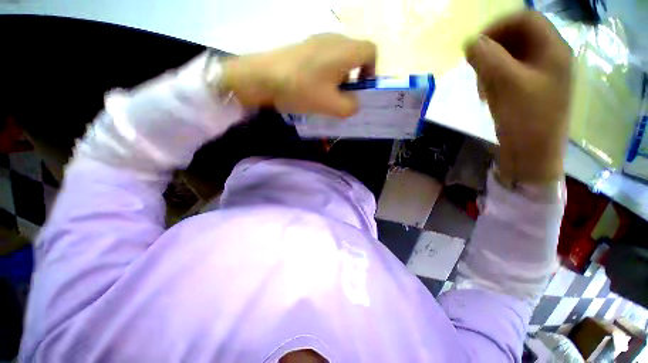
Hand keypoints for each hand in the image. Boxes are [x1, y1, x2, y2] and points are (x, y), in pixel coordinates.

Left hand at [220, 34, 376, 117]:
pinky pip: (325, 56)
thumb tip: (355, 103)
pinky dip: (327, 71)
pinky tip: (314, 85)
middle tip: (344, 95)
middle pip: (355, 54)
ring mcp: (318, 39)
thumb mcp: (331, 106)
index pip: (371, 52)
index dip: (372, 70)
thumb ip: (350, 107)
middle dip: (355, 76)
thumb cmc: (301, 89)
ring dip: (340, 75)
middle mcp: (335, 39)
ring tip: (328, 93)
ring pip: (340, 56)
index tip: (362, 88)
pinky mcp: (305, 45)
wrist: (264, 76)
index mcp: (345, 50)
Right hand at [465, 11, 572, 183]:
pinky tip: (487, 95)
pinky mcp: (529, 89)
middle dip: (492, 50)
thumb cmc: (525, 119)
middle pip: (517, 38)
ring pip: (510, 57)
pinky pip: (508, 74)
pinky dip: (494, 80)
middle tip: (476, 69)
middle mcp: (549, 57)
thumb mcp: (505, 84)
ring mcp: (540, 75)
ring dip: (490, 68)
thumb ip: (487, 58)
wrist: (531, 154)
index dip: (498, 26)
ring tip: (482, 88)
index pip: (525, 19)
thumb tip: (470, 42)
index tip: (475, 44)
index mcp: (553, 50)